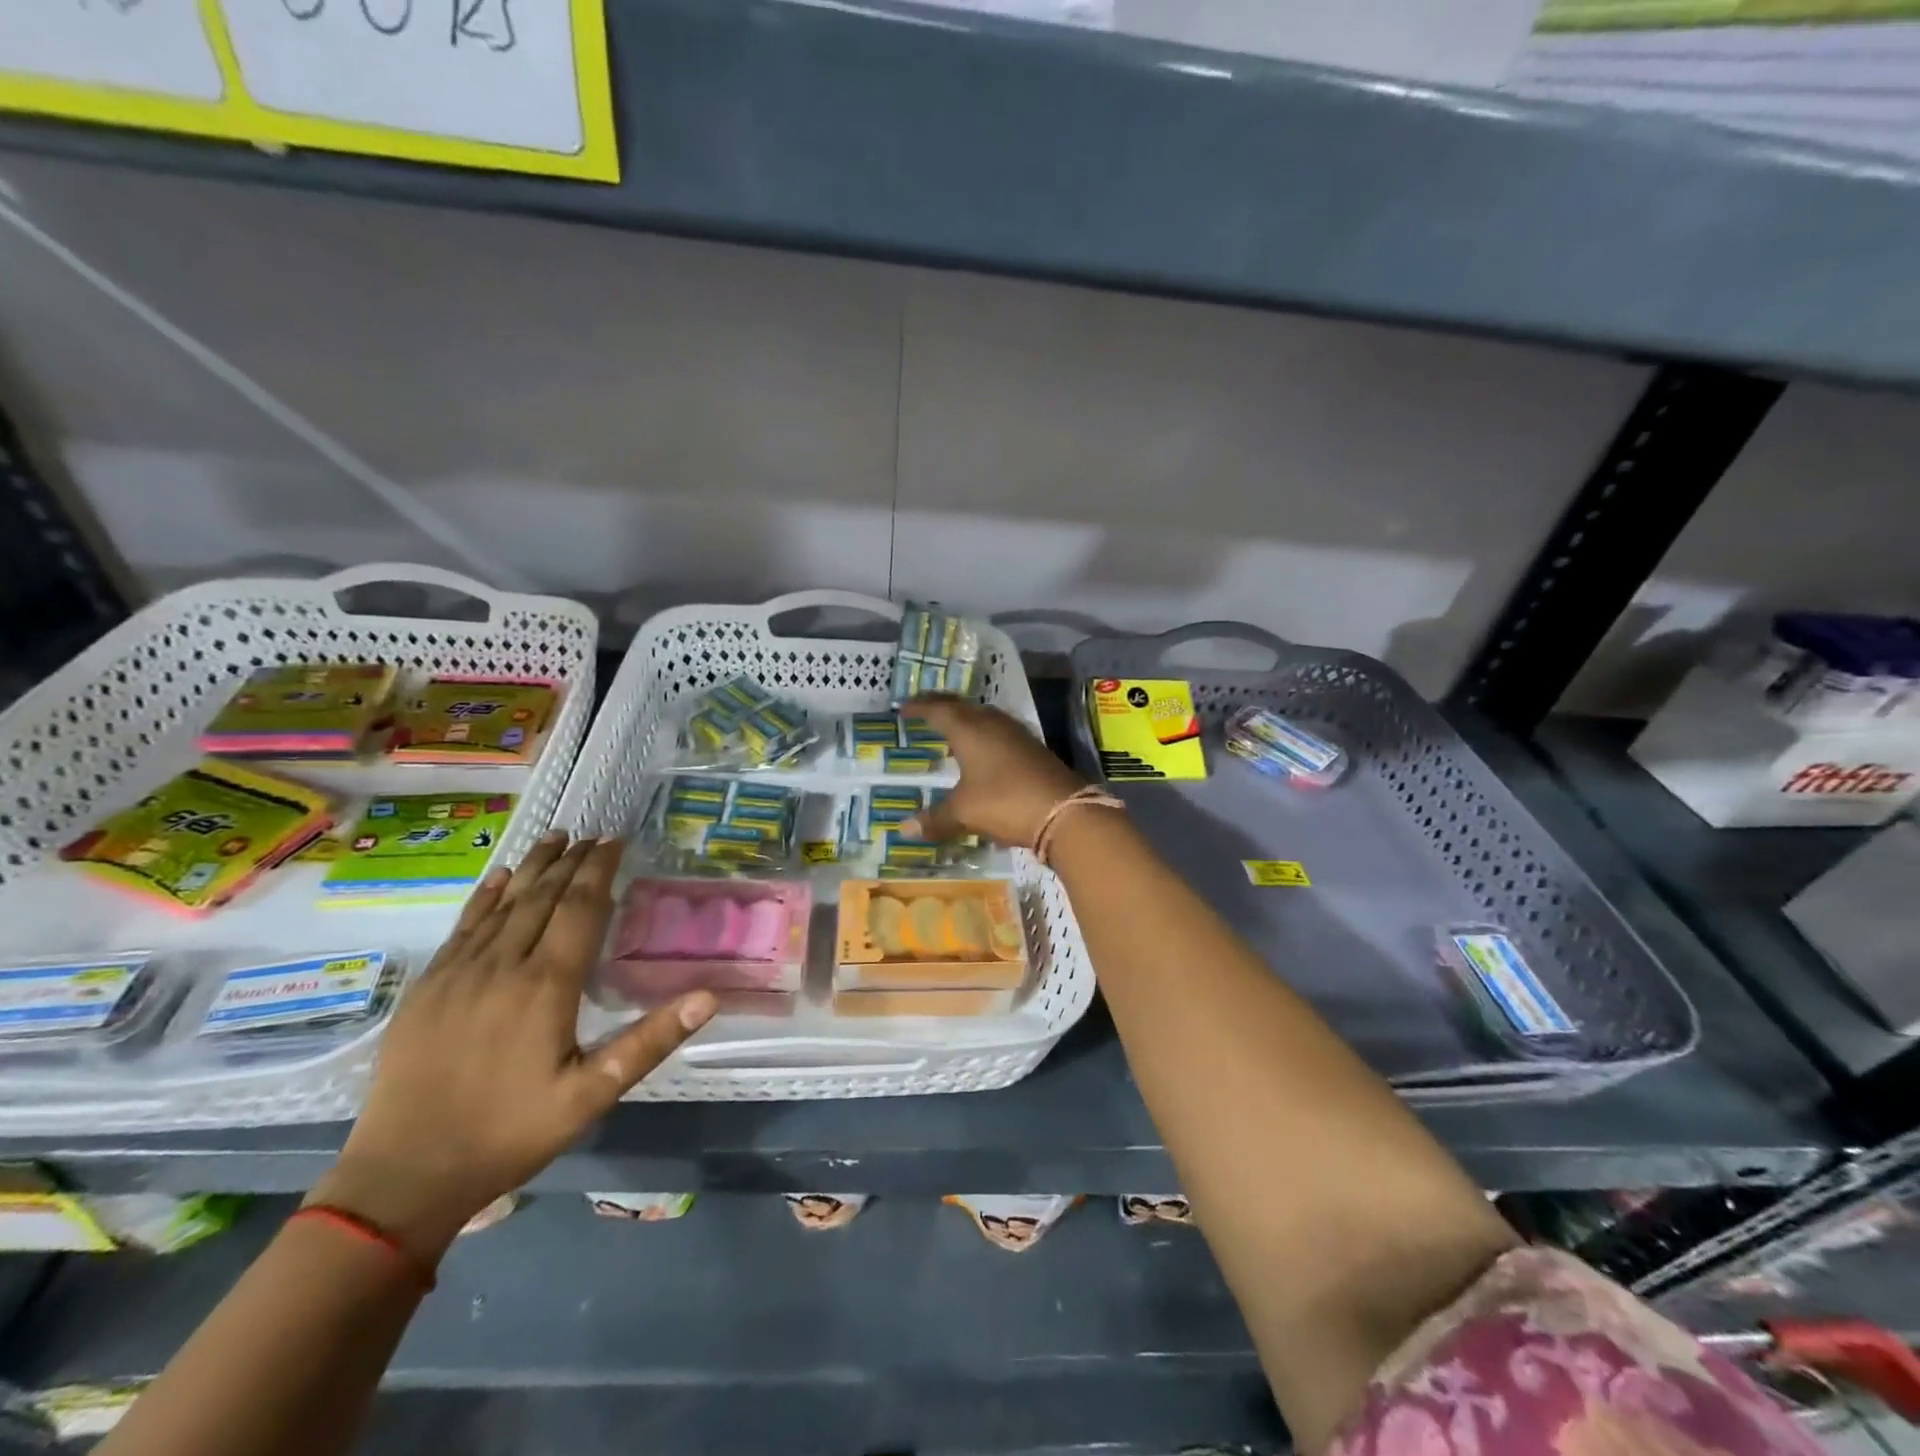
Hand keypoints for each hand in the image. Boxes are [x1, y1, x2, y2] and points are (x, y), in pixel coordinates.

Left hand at [306, 834, 715, 1261]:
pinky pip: (463, 926)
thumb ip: (650, 1040)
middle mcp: (503, 966)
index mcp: (546, 985)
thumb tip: (709, 997)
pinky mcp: (428, 988)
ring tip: (555, 837)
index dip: (599, 870)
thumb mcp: (592, 1095)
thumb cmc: (509, 1133)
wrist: (402, 1177)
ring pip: (503, 904)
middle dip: (572, 861)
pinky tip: (498, 877)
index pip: (580, 909)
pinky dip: (486, 896)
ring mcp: (459, 974)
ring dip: (533, 867)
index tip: (615, 841)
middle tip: (594, 835)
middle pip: (542, 897)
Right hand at [902, 696, 1084, 847]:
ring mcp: (1017, 735)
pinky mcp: (1034, 749)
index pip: (939, 710)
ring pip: (985, 717)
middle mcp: (993, 725)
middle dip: (942, 706)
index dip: (920, 708)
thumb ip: (935, 818)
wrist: (1065, 811)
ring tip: (952, 728)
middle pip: (963, 707)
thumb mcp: (964, 813)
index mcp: (970, 730)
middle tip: (924, 710)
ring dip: (966, 719)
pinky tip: (983, 751)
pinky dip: (984, 735)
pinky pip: (1001, 732)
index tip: (903, 708)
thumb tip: (905, 828)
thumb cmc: (1005, 803)